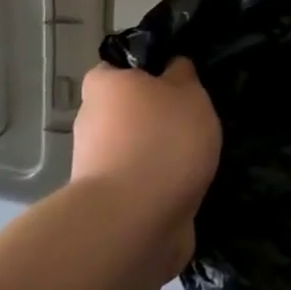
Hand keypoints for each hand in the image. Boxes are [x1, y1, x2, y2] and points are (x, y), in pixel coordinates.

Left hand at [71, 58, 220, 277]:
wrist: (134, 221)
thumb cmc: (162, 140)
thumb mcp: (187, 91)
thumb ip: (182, 75)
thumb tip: (173, 68)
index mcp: (104, 85)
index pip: (122, 68)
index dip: (150, 72)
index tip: (180, 83)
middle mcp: (91, 121)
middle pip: (130, 111)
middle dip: (158, 117)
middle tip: (196, 121)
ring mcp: (96, 165)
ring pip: (136, 148)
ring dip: (161, 154)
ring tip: (199, 159)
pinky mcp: (109, 203)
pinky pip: (141, 183)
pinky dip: (161, 184)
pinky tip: (188, 187)